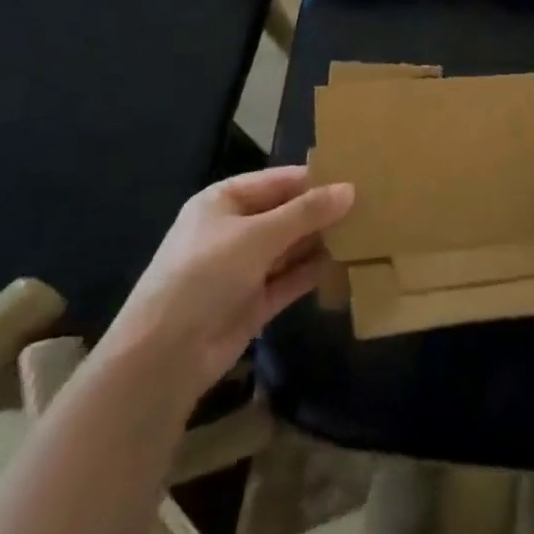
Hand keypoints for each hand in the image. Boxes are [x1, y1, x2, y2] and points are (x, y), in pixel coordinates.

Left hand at [101, 167, 353, 399]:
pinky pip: (289, 279)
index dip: (313, 179)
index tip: (356, 176)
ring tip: (366, 231)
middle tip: (369, 204)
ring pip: (290, 247)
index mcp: (224, 200)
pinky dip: (313, 272)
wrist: (164, 357)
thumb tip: (350, 189)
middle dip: (321, 211)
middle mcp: (233, 230)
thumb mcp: (257, 235)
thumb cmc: (204, 274)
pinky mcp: (253, 303)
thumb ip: (305, 213)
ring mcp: (243, 268)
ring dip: (320, 242)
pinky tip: (345, 264)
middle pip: (285, 213)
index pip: (277, 181)